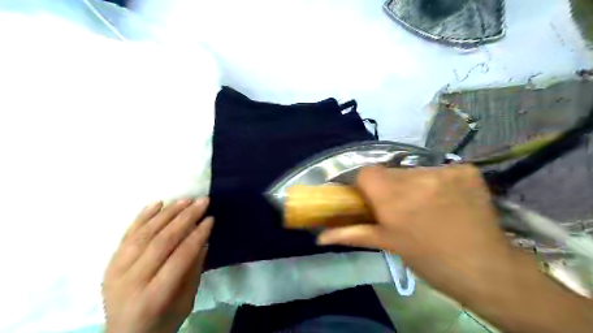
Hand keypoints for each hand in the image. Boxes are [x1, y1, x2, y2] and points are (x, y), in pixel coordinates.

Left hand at [103, 198, 214, 332]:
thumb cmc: (162, 322)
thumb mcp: (186, 301)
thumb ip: (194, 270)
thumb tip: (203, 240)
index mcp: (153, 297)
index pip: (179, 257)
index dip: (197, 236)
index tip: (211, 218)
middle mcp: (131, 281)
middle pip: (161, 241)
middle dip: (185, 218)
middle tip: (202, 202)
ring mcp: (116, 271)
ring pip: (144, 234)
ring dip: (167, 213)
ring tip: (186, 200)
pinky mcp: (110, 263)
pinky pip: (126, 235)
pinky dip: (142, 217)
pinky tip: (158, 203)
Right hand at [317, 165, 516, 300]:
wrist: (485, 269)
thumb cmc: (429, 260)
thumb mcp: (387, 244)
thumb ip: (350, 234)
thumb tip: (319, 236)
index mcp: (393, 198)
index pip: (366, 173)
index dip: (365, 184)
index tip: (370, 199)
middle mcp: (416, 178)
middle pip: (389, 172)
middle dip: (388, 186)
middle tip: (398, 206)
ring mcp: (445, 171)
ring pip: (413, 171)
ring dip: (412, 184)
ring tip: (424, 205)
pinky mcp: (466, 170)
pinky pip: (439, 170)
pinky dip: (437, 181)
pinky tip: (446, 199)